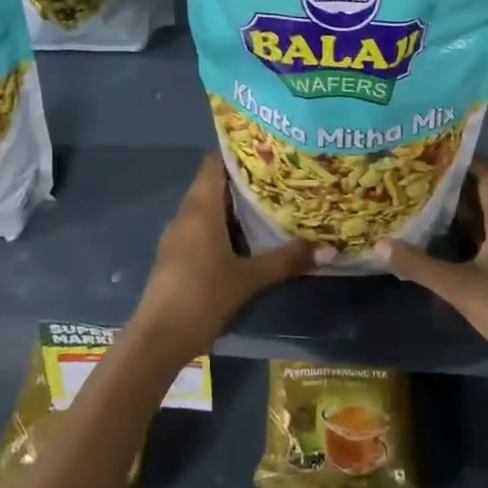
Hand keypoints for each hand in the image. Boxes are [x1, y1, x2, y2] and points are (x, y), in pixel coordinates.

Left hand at [128, 155, 314, 363]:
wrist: (158, 338)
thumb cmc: (203, 295)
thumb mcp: (250, 278)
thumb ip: (286, 260)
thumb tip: (329, 248)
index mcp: (201, 208)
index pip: (214, 162)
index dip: (237, 151)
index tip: (266, 148)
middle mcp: (186, 214)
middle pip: (213, 184)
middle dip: (243, 179)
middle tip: (279, 175)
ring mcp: (178, 236)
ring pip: (207, 208)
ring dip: (233, 205)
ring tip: (269, 202)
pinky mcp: (176, 256)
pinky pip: (201, 228)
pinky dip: (223, 226)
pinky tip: (246, 237)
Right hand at [382, 160, 487, 396]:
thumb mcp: (459, 287)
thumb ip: (419, 265)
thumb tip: (379, 244)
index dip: (464, 161)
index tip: (432, 155)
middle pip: (487, 195)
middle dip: (454, 188)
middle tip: (418, 181)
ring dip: (461, 214)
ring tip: (425, 208)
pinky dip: (470, 237)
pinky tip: (446, 246)